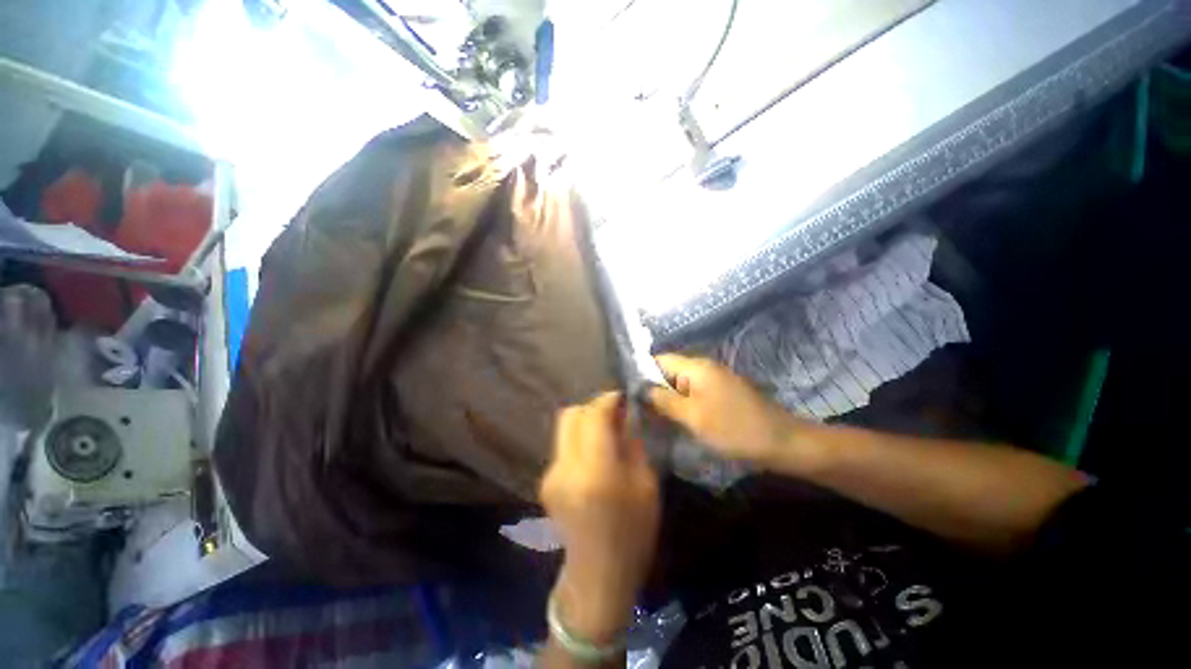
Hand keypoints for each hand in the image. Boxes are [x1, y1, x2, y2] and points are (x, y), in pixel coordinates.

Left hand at [540, 392, 660, 641]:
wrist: (598, 576)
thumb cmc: (633, 533)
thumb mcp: (645, 485)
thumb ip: (631, 443)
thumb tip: (624, 415)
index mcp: (595, 471)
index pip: (594, 415)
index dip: (607, 400)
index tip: (622, 397)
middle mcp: (566, 467)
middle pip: (571, 414)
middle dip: (593, 406)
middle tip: (613, 413)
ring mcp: (550, 473)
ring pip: (564, 426)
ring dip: (585, 421)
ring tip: (605, 432)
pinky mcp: (545, 480)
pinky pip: (563, 445)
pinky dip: (579, 439)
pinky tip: (594, 454)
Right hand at [648, 354, 805, 467]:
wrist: (782, 443)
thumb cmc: (734, 428)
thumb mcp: (693, 416)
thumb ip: (664, 400)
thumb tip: (641, 389)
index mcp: (696, 367)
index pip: (659, 359)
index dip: (642, 373)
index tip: (630, 394)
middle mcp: (704, 368)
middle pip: (669, 372)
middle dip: (654, 390)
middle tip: (640, 412)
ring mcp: (714, 381)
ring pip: (680, 386)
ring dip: (668, 400)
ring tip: (653, 419)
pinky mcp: (721, 395)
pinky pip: (693, 395)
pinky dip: (682, 406)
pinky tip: (676, 421)